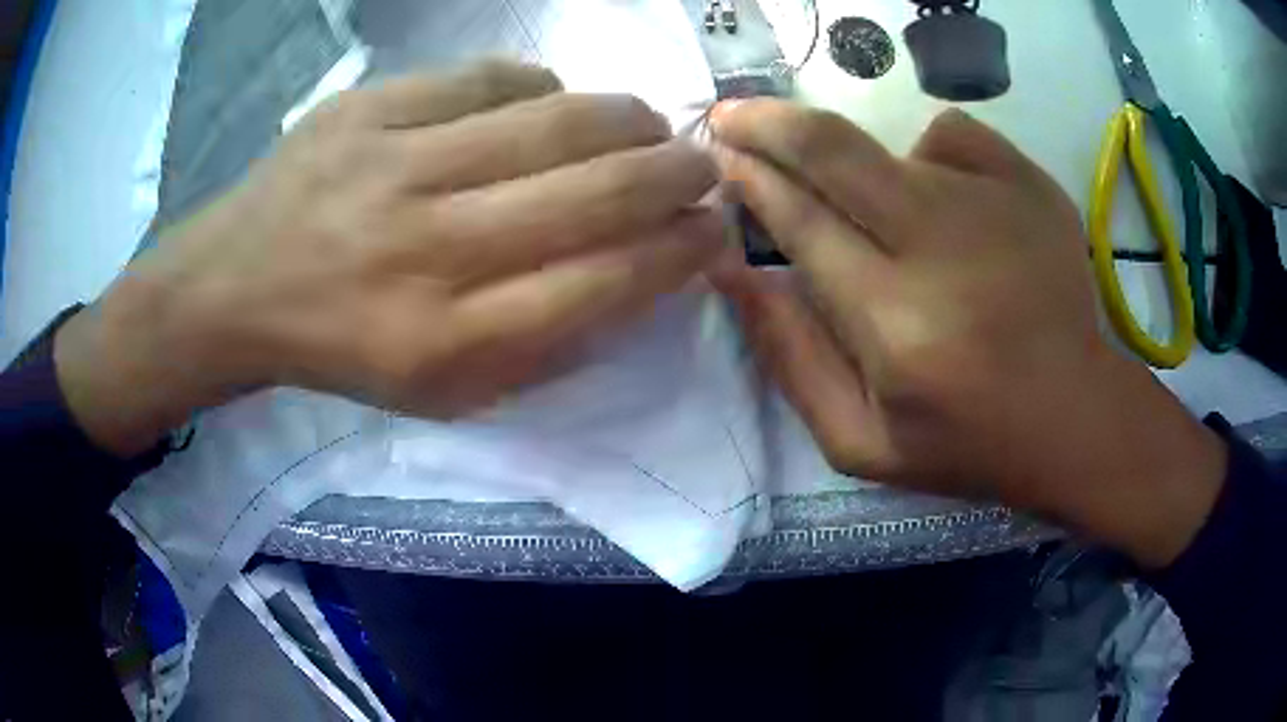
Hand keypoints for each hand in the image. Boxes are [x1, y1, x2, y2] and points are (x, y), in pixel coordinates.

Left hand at [55, 61, 724, 456]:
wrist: (238, 287)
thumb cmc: (344, 350)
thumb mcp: (443, 391)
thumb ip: (543, 344)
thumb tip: (636, 276)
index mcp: (447, 342)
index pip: (602, 285)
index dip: (677, 253)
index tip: (714, 232)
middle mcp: (427, 249)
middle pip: (593, 193)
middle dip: (674, 175)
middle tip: (704, 166)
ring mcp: (394, 164)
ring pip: (554, 120)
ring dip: (627, 120)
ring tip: (647, 126)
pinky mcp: (370, 107)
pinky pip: (491, 79)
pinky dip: (541, 89)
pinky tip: (546, 106)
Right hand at [711, 100, 1225, 567]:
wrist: (1075, 415)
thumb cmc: (967, 441)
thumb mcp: (859, 441)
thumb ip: (789, 359)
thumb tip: (734, 272)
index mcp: (895, 324)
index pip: (799, 220)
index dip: (750, 179)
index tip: (719, 155)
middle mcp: (941, 245)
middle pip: (832, 148)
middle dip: (766, 122)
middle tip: (733, 114)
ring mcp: (994, 202)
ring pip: (889, 142)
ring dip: (855, 163)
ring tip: (882, 216)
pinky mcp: (1029, 182)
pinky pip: (951, 134)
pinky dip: (930, 156)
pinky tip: (950, 204)